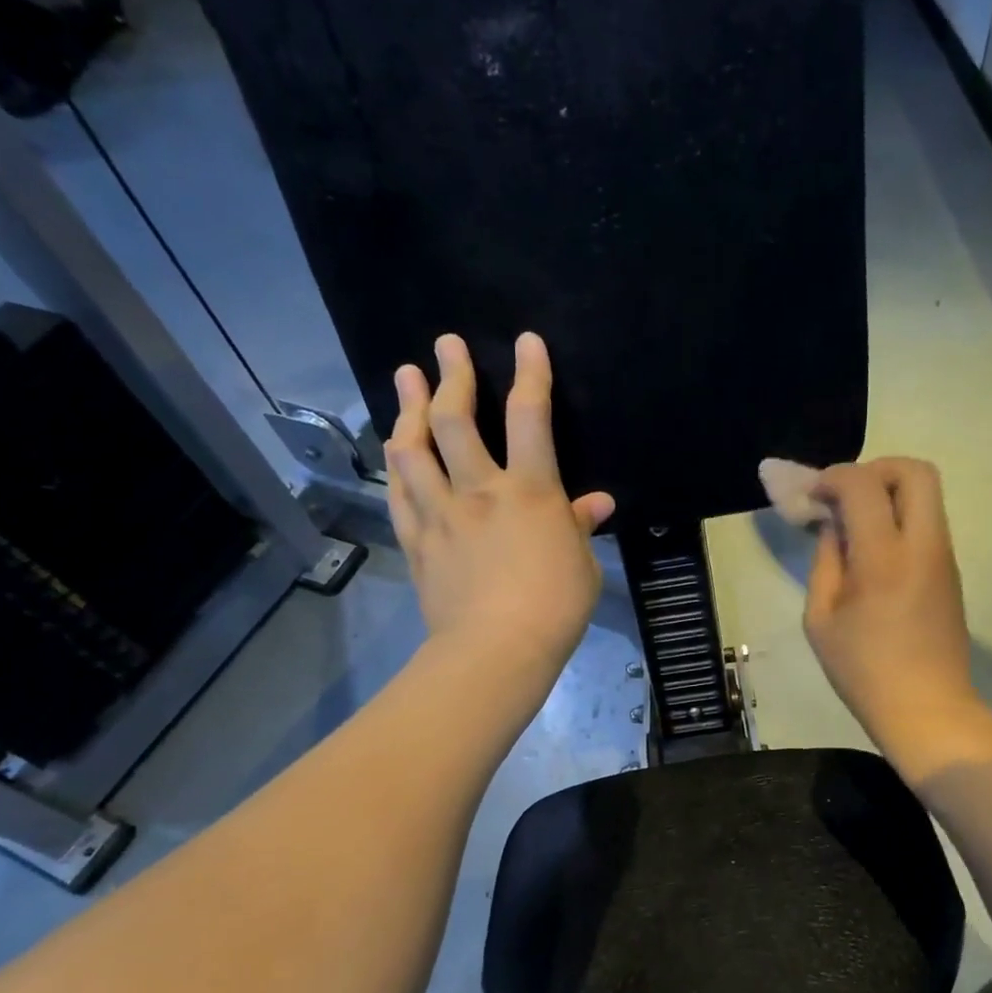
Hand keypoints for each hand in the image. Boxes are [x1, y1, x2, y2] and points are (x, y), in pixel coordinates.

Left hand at [386, 332, 613, 686]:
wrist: (496, 650)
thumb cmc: (555, 609)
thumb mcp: (582, 566)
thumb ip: (580, 526)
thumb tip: (597, 503)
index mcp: (530, 492)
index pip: (530, 417)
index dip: (530, 374)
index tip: (526, 342)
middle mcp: (479, 490)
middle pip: (456, 419)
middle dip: (451, 375)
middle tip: (445, 345)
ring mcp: (441, 514)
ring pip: (413, 448)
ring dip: (408, 407)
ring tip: (405, 379)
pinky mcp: (418, 541)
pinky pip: (399, 492)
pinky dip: (396, 463)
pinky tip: (394, 447)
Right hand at [804, 459, 991, 782]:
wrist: (927, 709)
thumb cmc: (863, 671)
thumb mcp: (821, 619)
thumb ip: (826, 562)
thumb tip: (833, 527)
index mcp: (883, 559)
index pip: (863, 485)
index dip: (833, 477)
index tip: (813, 495)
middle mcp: (923, 545)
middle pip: (915, 471)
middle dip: (875, 469)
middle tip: (846, 496)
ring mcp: (944, 557)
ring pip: (927, 494)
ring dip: (889, 493)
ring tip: (856, 524)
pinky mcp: (951, 571)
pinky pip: (928, 522)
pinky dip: (900, 517)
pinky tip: (874, 549)